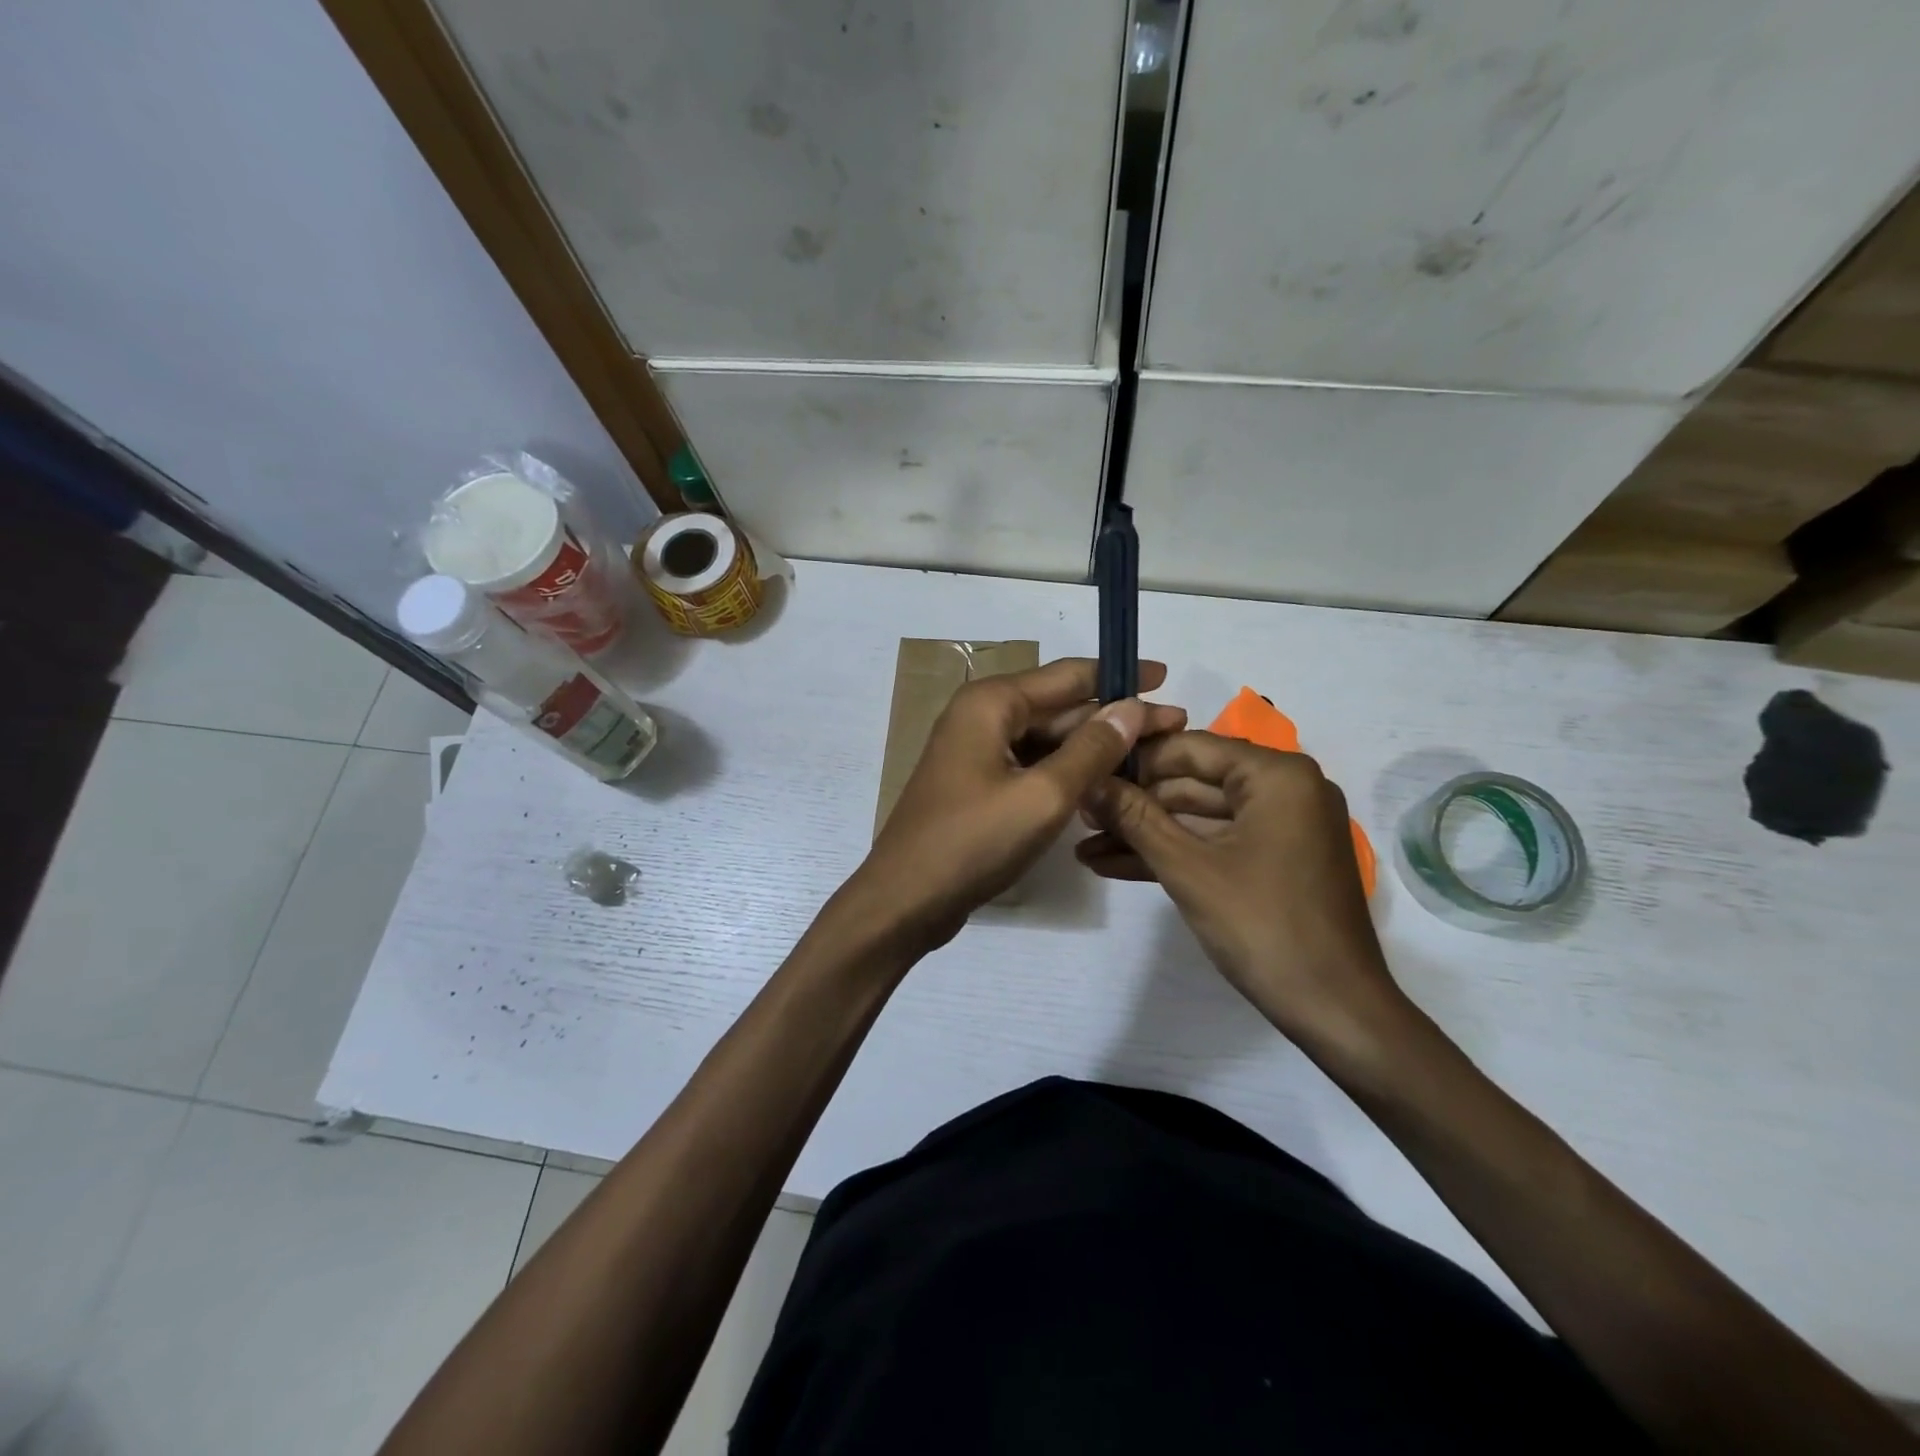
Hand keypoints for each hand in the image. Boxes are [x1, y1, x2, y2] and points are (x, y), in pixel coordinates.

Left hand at [847, 658, 1186, 954]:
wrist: (905, 901)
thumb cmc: (972, 842)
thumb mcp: (1043, 796)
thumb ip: (1091, 749)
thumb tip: (1132, 707)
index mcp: (992, 703)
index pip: (1069, 676)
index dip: (1120, 676)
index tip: (1166, 677)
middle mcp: (982, 716)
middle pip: (1060, 707)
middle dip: (1114, 718)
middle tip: (1173, 729)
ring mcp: (977, 752)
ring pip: (1047, 740)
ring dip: (1093, 749)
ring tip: (1148, 760)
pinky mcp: (978, 784)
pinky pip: (1031, 766)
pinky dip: (1066, 773)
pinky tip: (1103, 787)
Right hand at [1077, 731, 1408, 1062]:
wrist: (1335, 1011)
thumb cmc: (1263, 927)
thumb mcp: (1188, 868)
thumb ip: (1135, 818)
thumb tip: (1089, 780)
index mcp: (1276, 775)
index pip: (1190, 748)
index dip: (1133, 762)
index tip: (1084, 773)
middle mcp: (1285, 789)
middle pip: (1193, 782)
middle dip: (1135, 804)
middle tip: (1080, 816)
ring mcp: (1282, 827)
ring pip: (1200, 818)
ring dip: (1146, 834)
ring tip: (1086, 845)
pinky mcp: (1275, 860)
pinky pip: (1217, 843)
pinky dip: (1174, 854)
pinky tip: (1115, 865)